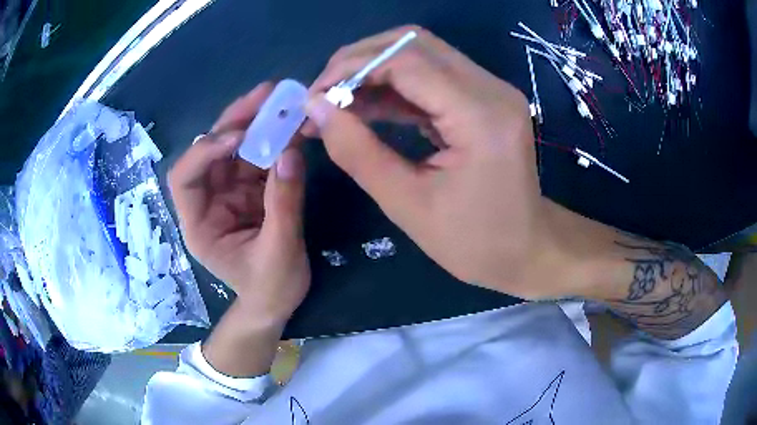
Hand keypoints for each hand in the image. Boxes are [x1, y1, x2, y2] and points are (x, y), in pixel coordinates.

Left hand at [168, 82, 309, 324]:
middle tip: (266, 96)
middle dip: (235, 122)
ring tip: (282, 102)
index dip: (205, 152)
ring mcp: (230, 193)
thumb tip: (291, 153)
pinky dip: (275, 140)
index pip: (184, 179)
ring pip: (236, 149)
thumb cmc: (271, 289)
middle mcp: (209, 201)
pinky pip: (259, 158)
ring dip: (258, 123)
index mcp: (199, 224)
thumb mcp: (280, 253)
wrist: (278, 303)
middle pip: (211, 152)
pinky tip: (291, 125)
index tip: (239, 137)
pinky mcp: (251, 190)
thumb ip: (284, 204)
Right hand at [303, 26, 554, 297]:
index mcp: (480, 114)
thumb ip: (357, 151)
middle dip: (358, 61)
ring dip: (373, 71)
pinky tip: (364, 107)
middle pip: (413, 42)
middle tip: (323, 94)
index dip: (351, 68)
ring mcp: (491, 90)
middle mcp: (491, 88)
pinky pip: (431, 76)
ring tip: (336, 102)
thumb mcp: (407, 205)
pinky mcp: (484, 99)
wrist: (527, 251)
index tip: (313, 96)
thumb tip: (316, 108)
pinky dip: (393, 86)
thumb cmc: (475, 242)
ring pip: (420, 53)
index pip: (406, 60)